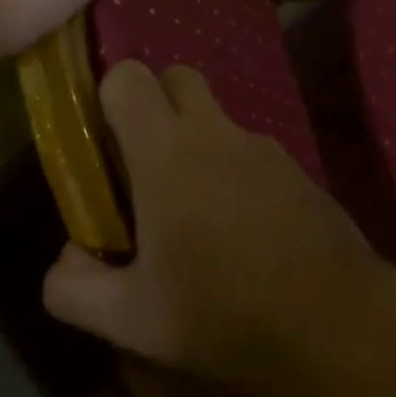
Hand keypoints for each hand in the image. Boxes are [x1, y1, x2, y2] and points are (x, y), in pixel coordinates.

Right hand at [42, 61, 380, 387]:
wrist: (329, 319)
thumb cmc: (219, 312)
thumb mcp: (130, 319)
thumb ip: (73, 288)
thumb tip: (66, 257)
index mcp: (166, 152)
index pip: (128, 77)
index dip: (109, 96)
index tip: (106, 143)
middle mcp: (215, 132)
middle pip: (177, 77)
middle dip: (156, 103)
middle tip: (145, 164)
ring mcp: (263, 145)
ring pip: (218, 118)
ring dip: (199, 143)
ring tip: (198, 213)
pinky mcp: (296, 167)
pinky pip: (252, 151)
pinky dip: (236, 170)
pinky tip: (244, 230)